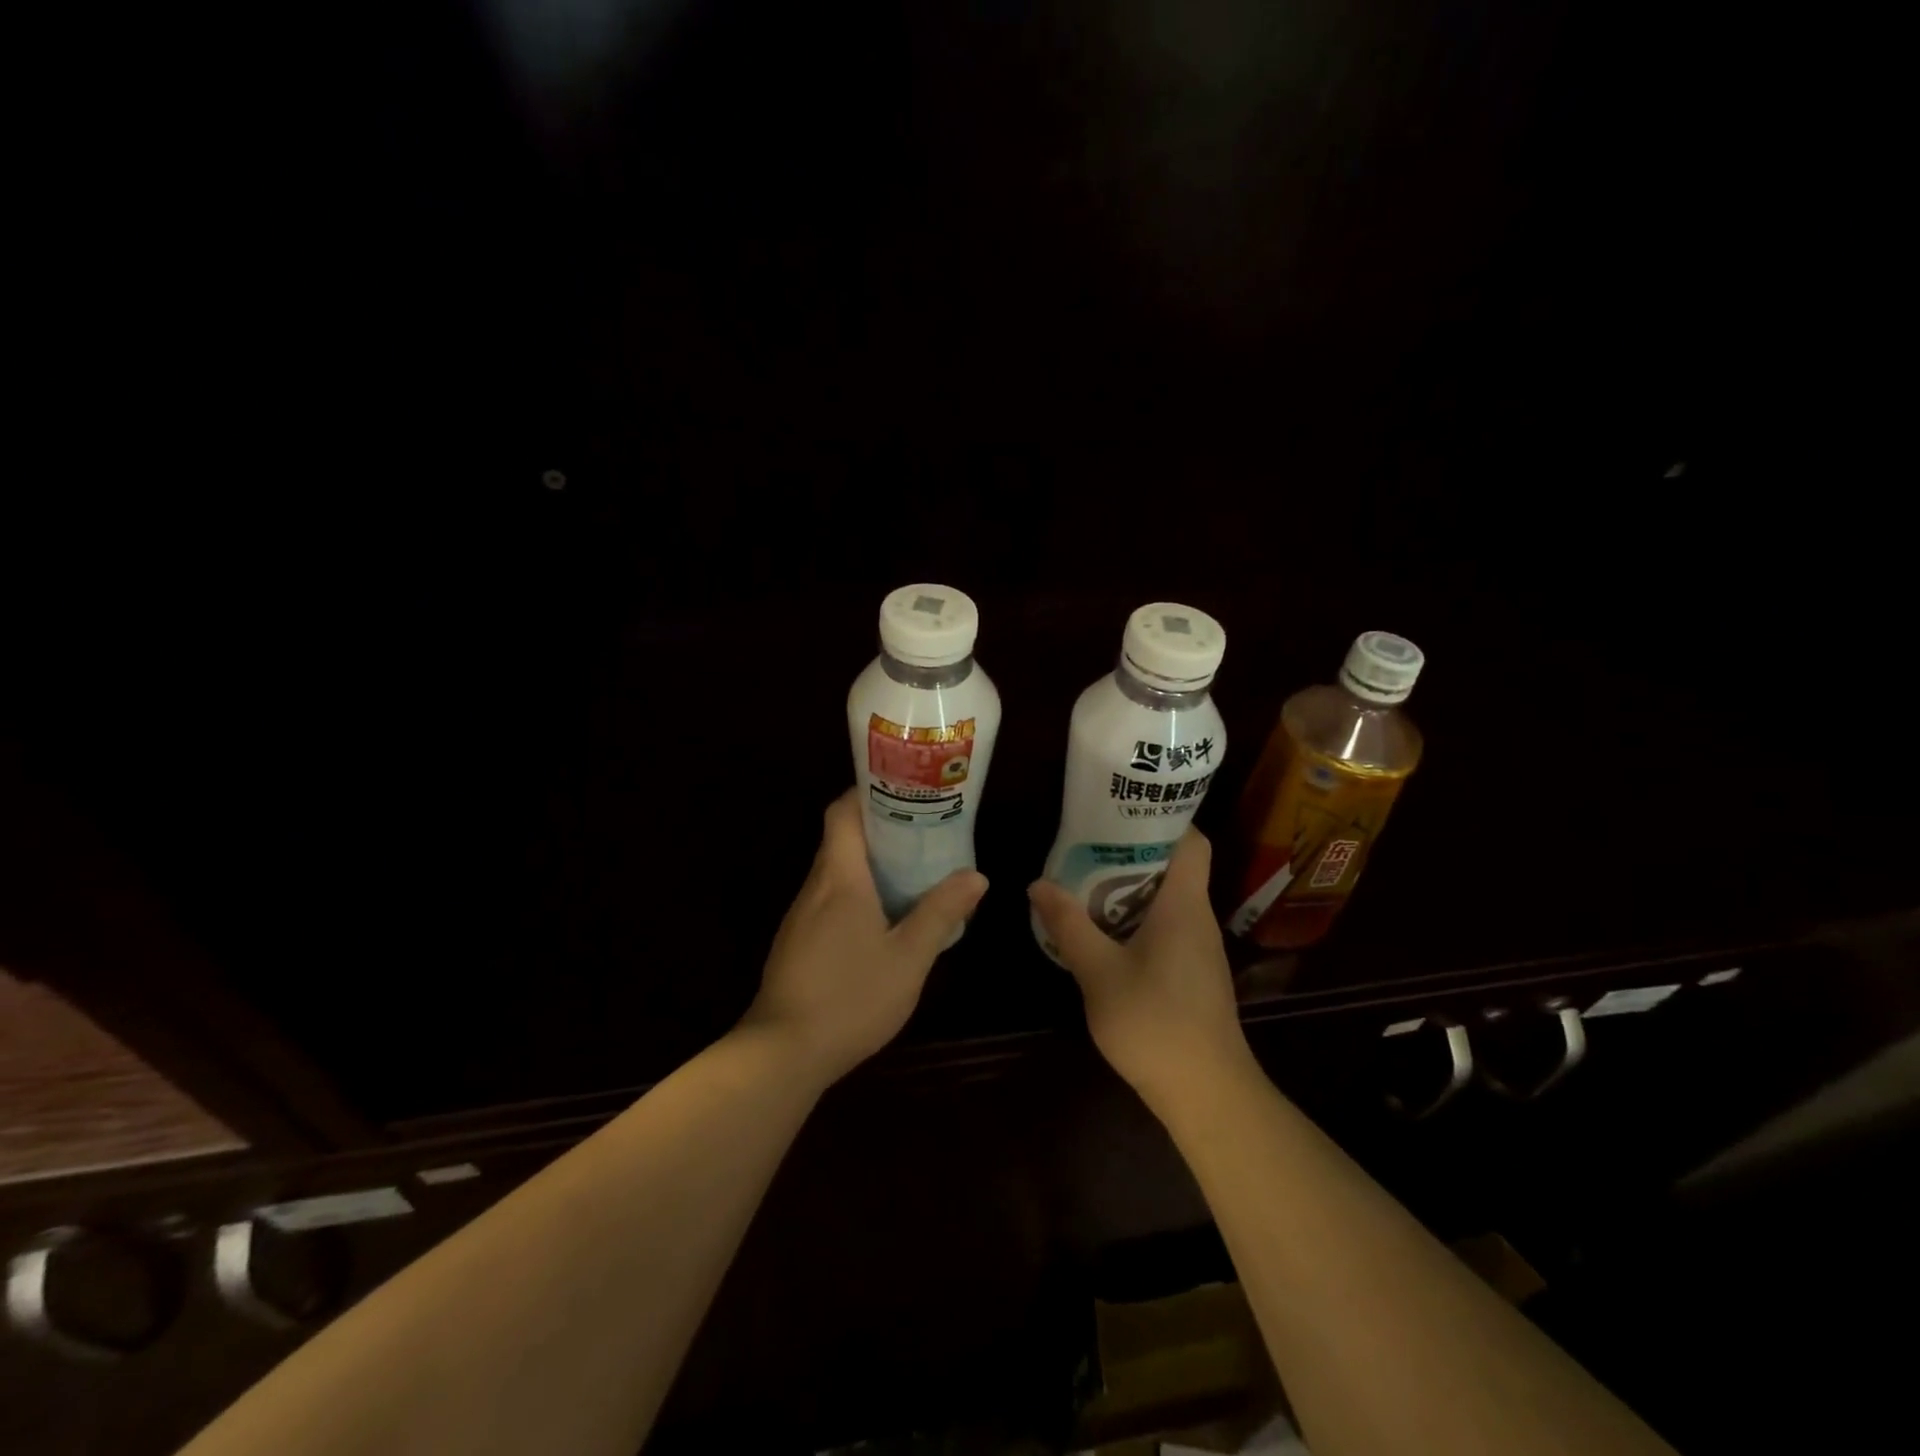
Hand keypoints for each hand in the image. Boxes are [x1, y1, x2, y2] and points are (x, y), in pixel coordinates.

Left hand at [742, 787, 987, 1088]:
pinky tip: (883, 917)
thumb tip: (976, 876)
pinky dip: (856, 892)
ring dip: (869, 863)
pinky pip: (829, 899)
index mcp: (840, 878)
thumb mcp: (909, 957)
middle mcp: (815, 887)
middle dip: (879, 828)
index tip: (903, 790)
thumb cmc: (851, 997)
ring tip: (912, 869)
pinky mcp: (797, 942)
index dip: (867, 793)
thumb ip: (941, 913)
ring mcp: (801, 916)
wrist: (784, 1053)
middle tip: (924, 830)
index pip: (842, 812)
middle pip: (841, 839)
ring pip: (835, 871)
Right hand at [1028, 829, 1251, 1112]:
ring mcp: (1199, 949)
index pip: (1192, 840)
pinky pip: (1167, 927)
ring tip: (1085, 881)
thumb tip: (1037, 883)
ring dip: (1130, 887)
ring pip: (1167, 899)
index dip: (1163, 818)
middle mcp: (1198, 918)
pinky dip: (1137, 919)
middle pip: (1174, 866)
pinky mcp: (1194, 974)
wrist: (1207, 1094)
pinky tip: (1104, 932)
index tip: (1121, 811)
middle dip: (1131, 851)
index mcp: (1184, 904)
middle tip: (1086, 844)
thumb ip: (1068, 925)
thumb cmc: (1155, 1023)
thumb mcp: (1099, 972)